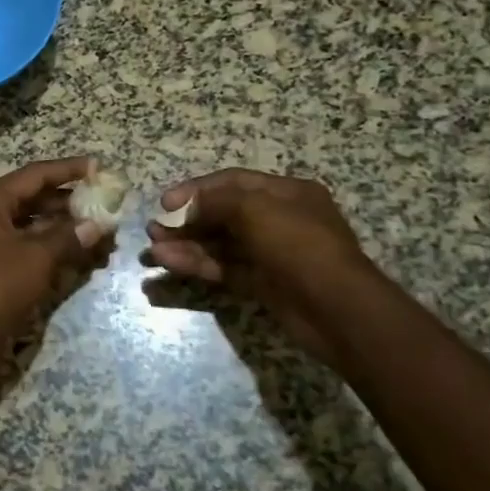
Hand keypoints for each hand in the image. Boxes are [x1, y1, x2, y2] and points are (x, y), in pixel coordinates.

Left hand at [0, 157, 112, 364]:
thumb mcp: (38, 257)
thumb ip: (69, 236)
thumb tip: (98, 224)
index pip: (33, 175)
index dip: (67, 170)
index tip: (96, 166)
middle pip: (30, 196)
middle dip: (67, 200)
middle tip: (102, 200)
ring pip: (28, 220)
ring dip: (61, 223)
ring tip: (96, 226)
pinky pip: (22, 241)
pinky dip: (48, 242)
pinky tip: (76, 248)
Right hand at [145, 169, 376, 364]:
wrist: (336, 309)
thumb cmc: (297, 244)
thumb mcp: (254, 209)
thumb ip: (214, 203)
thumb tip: (185, 208)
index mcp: (286, 193)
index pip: (232, 182)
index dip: (196, 189)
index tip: (165, 203)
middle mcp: (278, 219)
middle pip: (222, 214)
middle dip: (186, 220)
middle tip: (154, 229)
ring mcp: (270, 253)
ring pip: (219, 244)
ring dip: (186, 245)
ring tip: (153, 250)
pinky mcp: (262, 283)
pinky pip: (223, 268)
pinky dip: (197, 265)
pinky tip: (170, 263)